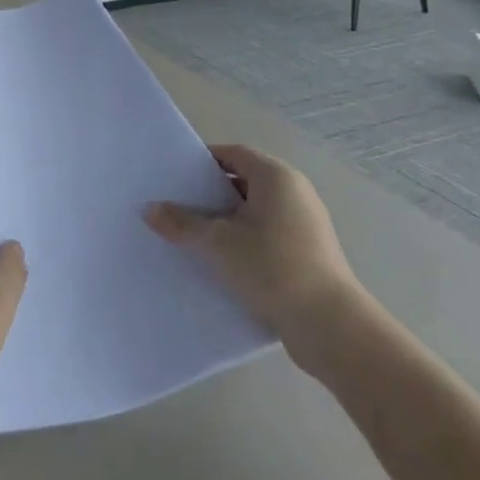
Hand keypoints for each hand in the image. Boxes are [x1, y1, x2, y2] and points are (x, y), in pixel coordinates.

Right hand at [145, 143, 363, 378]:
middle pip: (242, 181)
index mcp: (276, 177)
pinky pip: (265, 235)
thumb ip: (182, 223)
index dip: (202, 161)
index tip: (174, 176)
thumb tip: (149, 210)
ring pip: (253, 211)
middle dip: (209, 193)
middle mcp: (294, 192)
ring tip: (190, 235)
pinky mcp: (307, 253)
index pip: (233, 153)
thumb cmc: (273, 267)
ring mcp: (304, 224)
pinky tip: (218, 261)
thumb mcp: (218, 243)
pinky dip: (242, 241)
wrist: (330, 326)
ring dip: (224, 221)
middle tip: (175, 205)